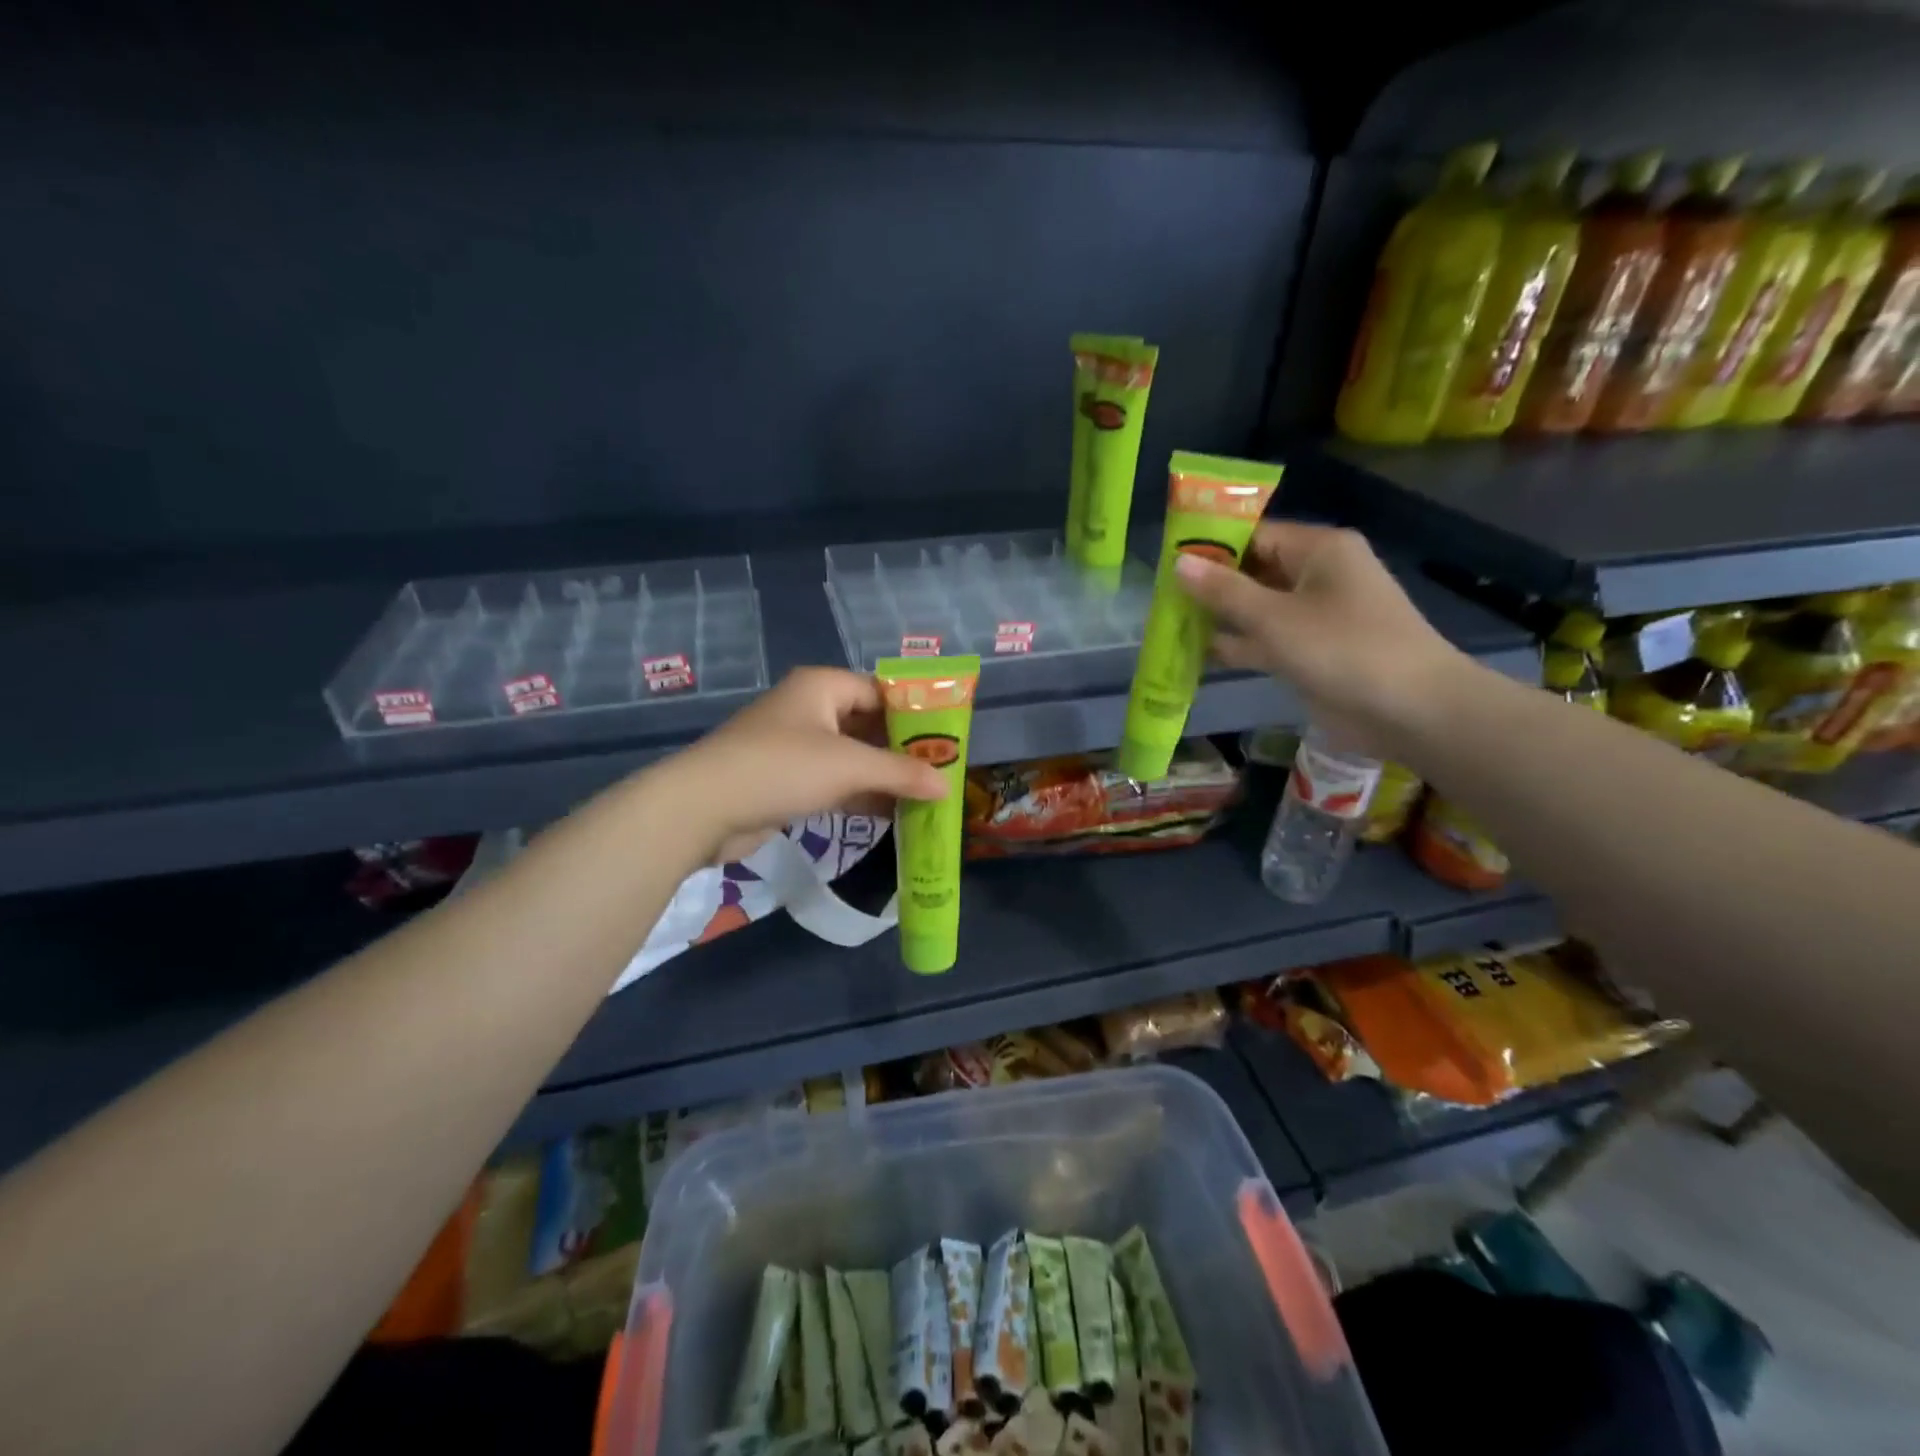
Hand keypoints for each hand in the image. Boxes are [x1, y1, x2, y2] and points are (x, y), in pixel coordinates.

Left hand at [654, 667, 948, 862]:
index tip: (948, 739)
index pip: (881, 691)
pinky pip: (835, 783)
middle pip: (869, 725)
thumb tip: (947, 786)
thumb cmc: (782, 768)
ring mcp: (796, 747)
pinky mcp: (787, 782)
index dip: (916, 713)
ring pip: (853, 758)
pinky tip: (894, 816)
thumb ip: (901, 774)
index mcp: (822, 687)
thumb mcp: (849, 766)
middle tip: (942, 772)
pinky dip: (861, 796)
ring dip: (885, 777)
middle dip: (904, 751)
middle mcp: (810, 710)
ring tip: (927, 797)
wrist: (703, 808)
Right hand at [1172, 521, 1463, 756]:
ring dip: (1219, 616)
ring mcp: (1315, 616)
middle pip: (1254, 571)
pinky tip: (1197, 653)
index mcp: (1319, 550)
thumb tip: (1178, 563)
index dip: (1211, 545)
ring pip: (1257, 607)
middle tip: (1160, 595)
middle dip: (1210, 584)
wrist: (1410, 710)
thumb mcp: (1275, 618)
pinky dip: (1237, 644)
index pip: (1255, 535)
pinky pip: (1266, 639)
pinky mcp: (1312, 651)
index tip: (1168, 559)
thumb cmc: (1343, 649)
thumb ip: (1224, 591)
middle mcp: (1318, 575)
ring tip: (1168, 622)